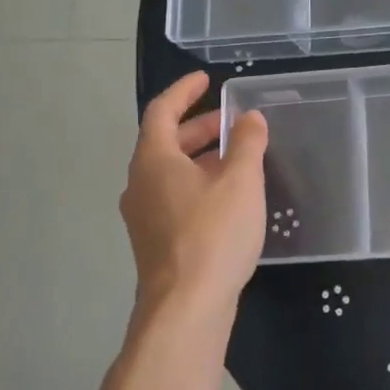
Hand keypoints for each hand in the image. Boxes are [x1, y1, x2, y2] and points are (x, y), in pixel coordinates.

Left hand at [120, 72, 269, 322]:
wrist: (186, 308)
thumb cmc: (213, 234)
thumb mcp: (240, 181)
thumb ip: (246, 143)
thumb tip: (250, 117)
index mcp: (154, 160)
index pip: (162, 111)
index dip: (184, 91)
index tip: (206, 80)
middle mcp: (140, 184)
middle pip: (166, 142)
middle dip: (200, 127)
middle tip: (233, 122)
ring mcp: (144, 216)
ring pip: (171, 172)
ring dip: (201, 158)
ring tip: (237, 158)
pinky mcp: (155, 242)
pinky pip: (174, 197)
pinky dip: (199, 184)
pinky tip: (228, 197)